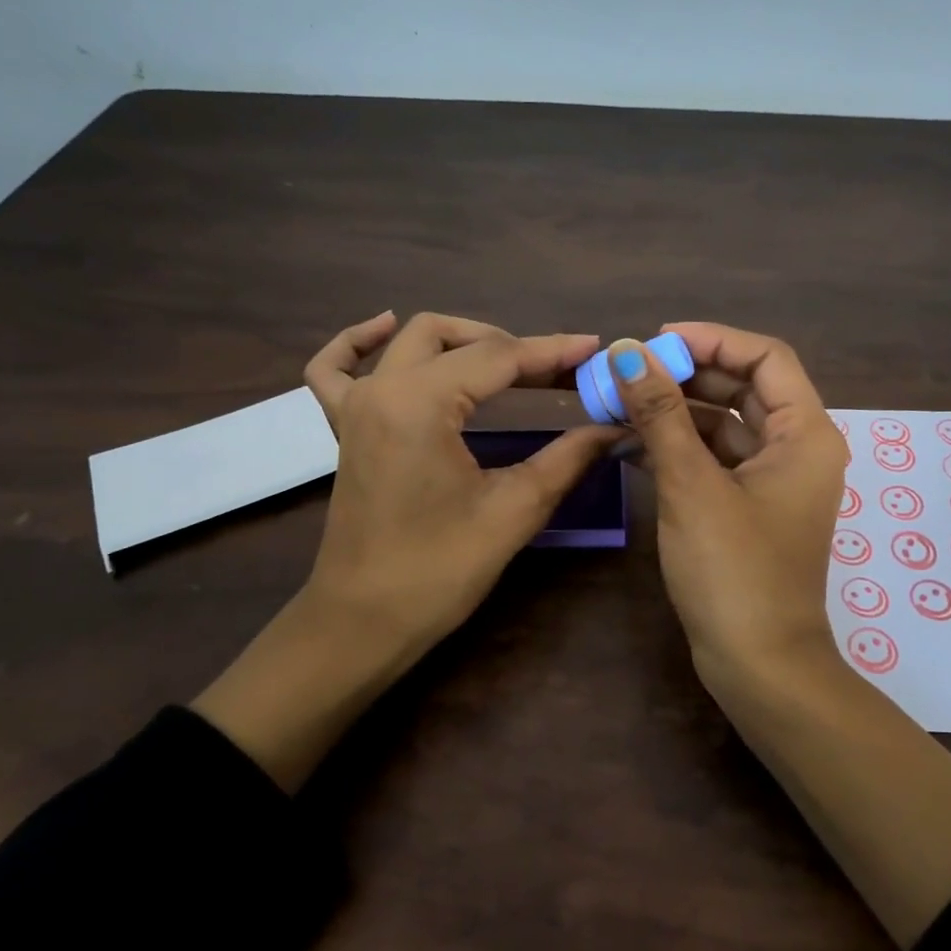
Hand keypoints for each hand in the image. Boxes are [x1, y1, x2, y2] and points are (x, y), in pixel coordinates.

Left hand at [193, 311, 618, 788]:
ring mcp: (356, 406)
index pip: (498, 358)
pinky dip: (357, 342)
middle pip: (455, 339)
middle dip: (513, 346)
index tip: (596, 350)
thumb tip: (614, 426)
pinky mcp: (344, 430)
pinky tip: (383, 327)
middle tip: (560, 372)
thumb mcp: (513, 512)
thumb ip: (567, 458)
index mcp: (420, 404)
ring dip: (460, 339)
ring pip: (408, 342)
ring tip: (506, 358)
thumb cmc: (438, 571)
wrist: (363, 622)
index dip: (553, 352)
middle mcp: (382, 389)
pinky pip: (336, 368)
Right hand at [608, 324, 844, 694]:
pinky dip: (679, 447)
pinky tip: (632, 443)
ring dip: (676, 411)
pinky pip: (715, 460)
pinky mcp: (748, 508)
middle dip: (687, 375)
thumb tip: (627, 352)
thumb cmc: (734, 571)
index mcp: (804, 434)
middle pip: (743, 388)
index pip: (765, 357)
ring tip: (620, 403)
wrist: (759, 664)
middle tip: (629, 372)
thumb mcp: (692, 486)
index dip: (713, 340)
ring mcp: (773, 481)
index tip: (656, 343)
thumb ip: (661, 414)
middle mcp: (796, 449)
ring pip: (724, 425)